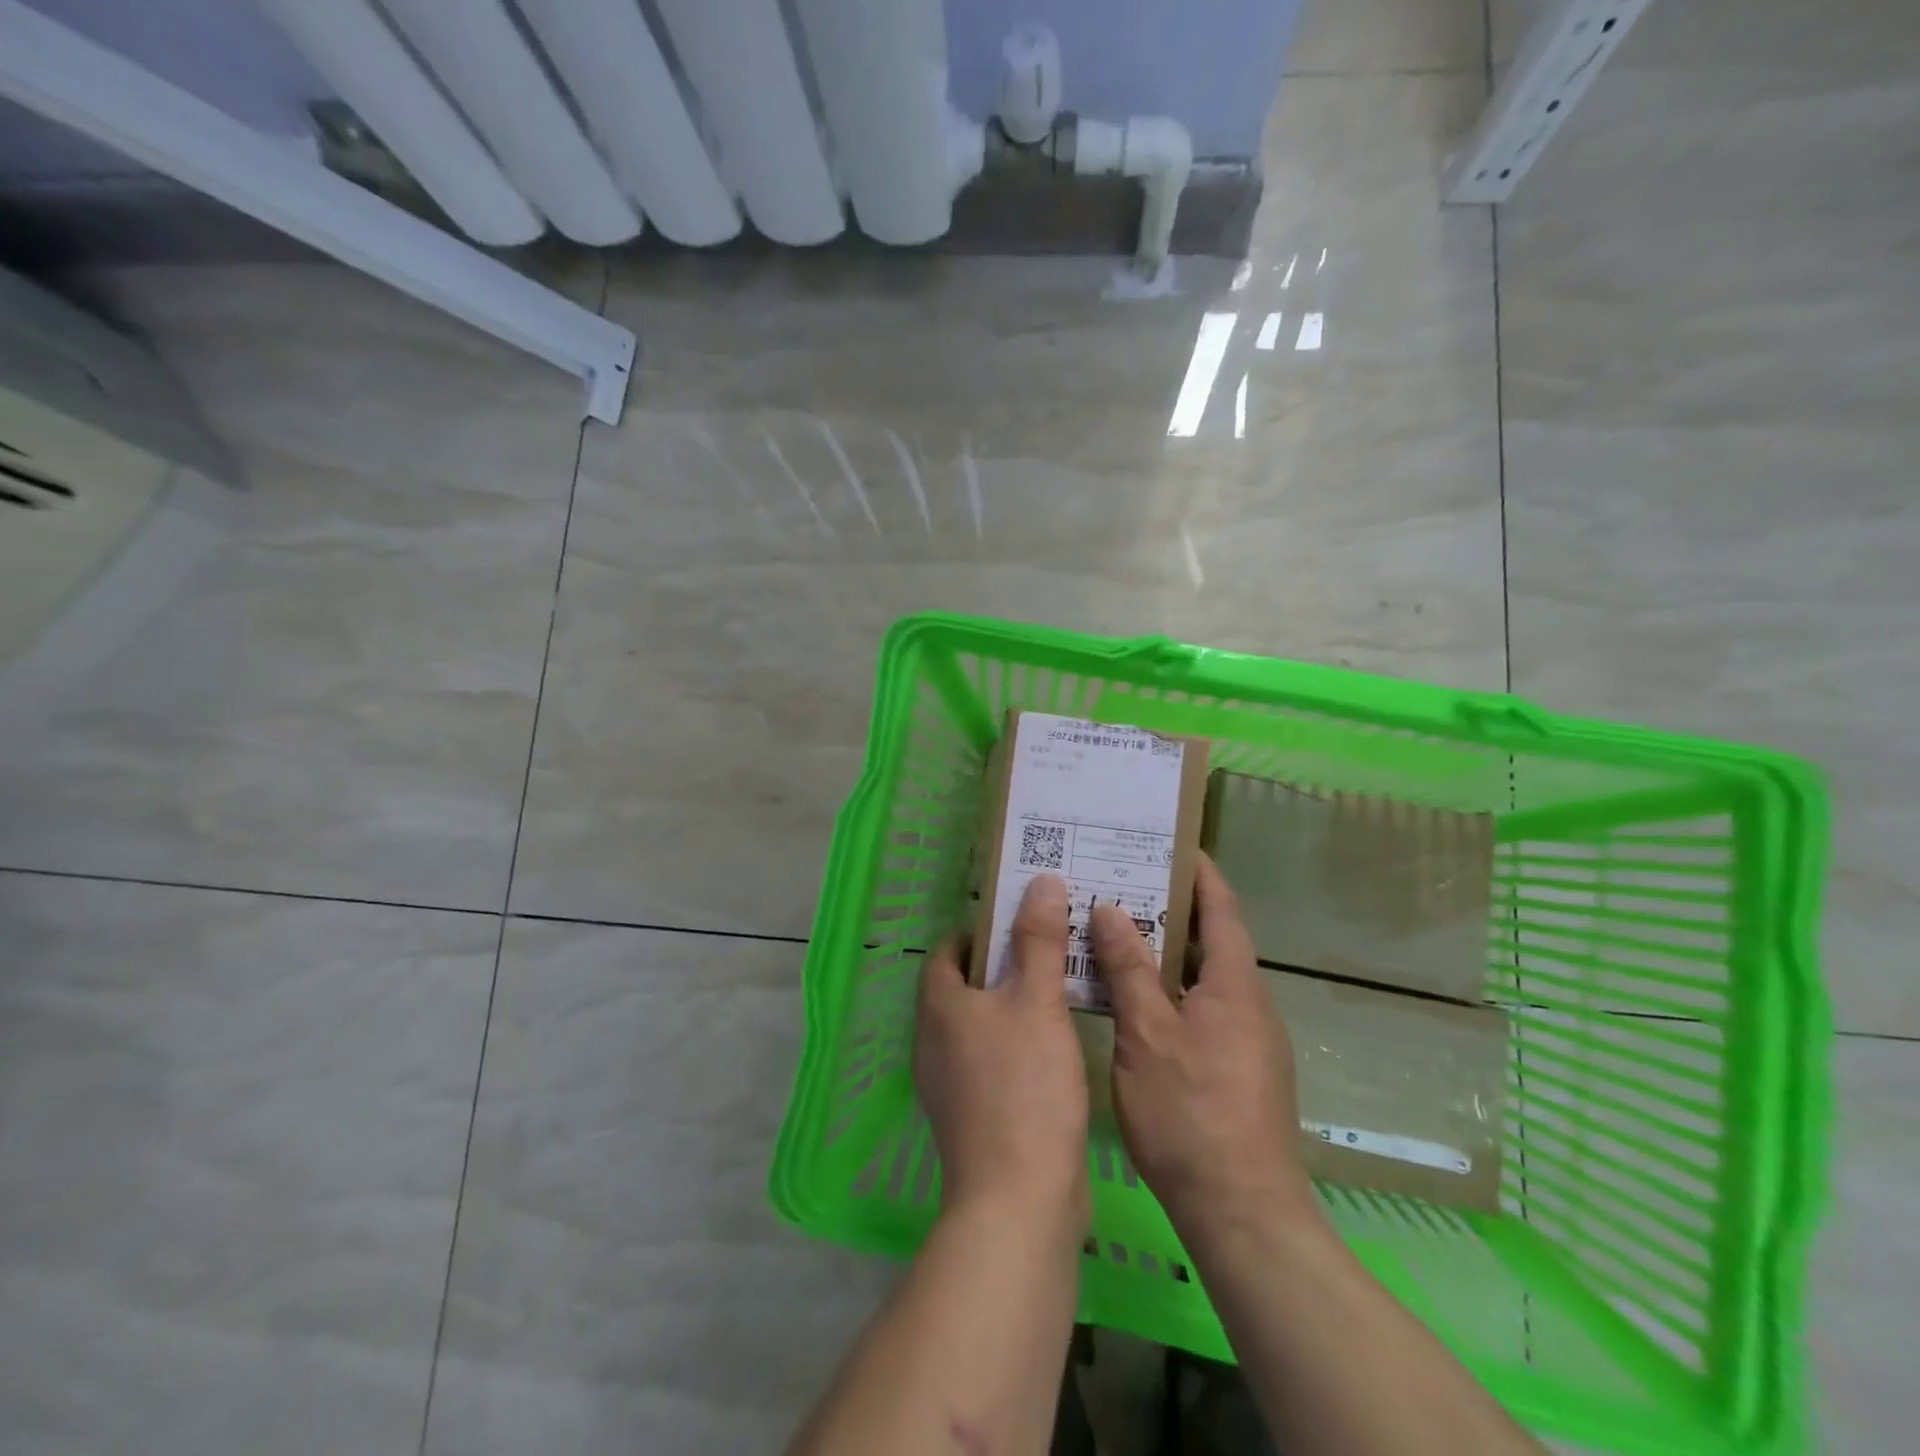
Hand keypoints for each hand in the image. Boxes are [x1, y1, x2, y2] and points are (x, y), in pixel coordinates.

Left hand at [915, 875, 1089, 1234]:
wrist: (1018, 1201)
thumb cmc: (1024, 1087)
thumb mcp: (1037, 1002)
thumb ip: (1039, 940)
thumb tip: (1040, 881)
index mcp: (939, 1006)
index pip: (949, 950)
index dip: (981, 931)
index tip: (1022, 921)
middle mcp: (933, 1040)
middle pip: (965, 986)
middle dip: (1003, 965)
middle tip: (1051, 948)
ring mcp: (948, 1083)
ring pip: (981, 1025)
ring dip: (1014, 1005)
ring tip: (1061, 990)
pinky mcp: (971, 1116)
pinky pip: (991, 1060)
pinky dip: (1017, 1043)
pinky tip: (1056, 1047)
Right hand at [1088, 855, 1314, 1233]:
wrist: (1243, 1215)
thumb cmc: (1191, 1114)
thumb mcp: (1148, 1034)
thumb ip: (1129, 969)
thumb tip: (1111, 909)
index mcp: (1235, 985)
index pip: (1221, 909)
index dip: (1200, 873)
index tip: (1170, 844)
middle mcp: (1249, 1005)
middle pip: (1212, 940)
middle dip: (1172, 909)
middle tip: (1122, 884)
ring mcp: (1248, 1041)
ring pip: (1203, 978)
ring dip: (1167, 952)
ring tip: (1117, 933)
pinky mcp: (1238, 1071)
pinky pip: (1202, 1008)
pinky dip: (1170, 990)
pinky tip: (1132, 1000)